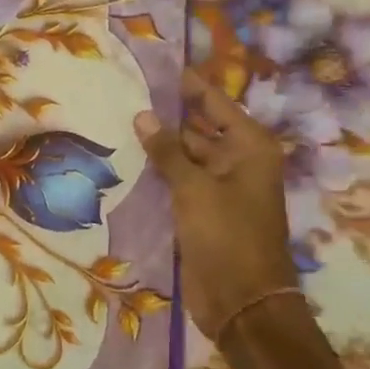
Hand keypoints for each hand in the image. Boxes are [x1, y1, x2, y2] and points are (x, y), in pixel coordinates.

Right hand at [135, 70, 298, 340]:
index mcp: (250, 147)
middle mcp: (239, 161)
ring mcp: (221, 187)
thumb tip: (142, 116)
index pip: (214, 103)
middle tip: (127, 94)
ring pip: (187, 156)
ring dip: (160, 145)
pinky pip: (181, 182)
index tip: (157, 67)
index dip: (188, 85)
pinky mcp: (204, 211)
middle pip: (200, 127)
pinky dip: (160, 172)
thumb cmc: (226, 237)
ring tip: (120, 123)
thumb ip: (167, 152)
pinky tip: (130, 161)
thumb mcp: (194, 189)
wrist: (241, 301)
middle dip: (168, 115)